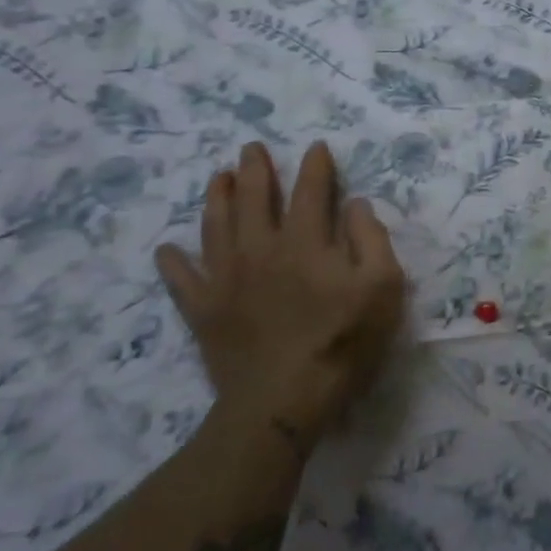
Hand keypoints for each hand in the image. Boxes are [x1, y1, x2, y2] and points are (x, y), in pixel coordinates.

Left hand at [156, 141, 405, 452]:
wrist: (282, 402)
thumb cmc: (343, 341)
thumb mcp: (382, 286)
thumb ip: (371, 238)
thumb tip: (355, 204)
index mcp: (306, 242)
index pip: (310, 191)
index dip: (314, 166)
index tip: (315, 147)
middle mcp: (261, 250)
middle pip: (254, 199)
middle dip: (255, 170)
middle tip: (250, 148)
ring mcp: (227, 280)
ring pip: (216, 228)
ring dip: (217, 199)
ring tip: (218, 177)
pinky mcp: (204, 312)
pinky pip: (182, 281)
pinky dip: (173, 263)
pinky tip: (167, 250)